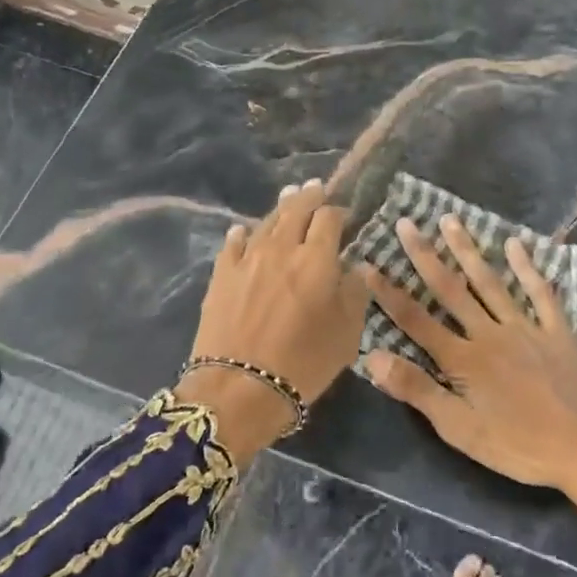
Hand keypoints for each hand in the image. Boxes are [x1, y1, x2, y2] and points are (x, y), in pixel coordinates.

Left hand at [183, 179, 368, 459]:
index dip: (338, 212)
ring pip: (266, 222)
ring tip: (288, 198)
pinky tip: (243, 231)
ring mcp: (247, 259)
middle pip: (296, 209)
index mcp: (317, 258)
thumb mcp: (347, 333)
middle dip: (309, 196)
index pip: (329, 218)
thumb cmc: (304, 363)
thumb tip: (354, 267)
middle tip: (316, 189)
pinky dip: (243, 234)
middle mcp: (282, 248)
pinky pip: (233, 244)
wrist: (239, 388)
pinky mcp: (221, 275)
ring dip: (280, 208)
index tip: (344, 216)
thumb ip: (355, 293)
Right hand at [361, 215, 576, 521]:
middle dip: (425, 256)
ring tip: (451, 220)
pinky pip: (540, 292)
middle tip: (407, 223)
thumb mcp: (460, 430)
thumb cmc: (519, 446)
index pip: (416, 320)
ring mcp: (525, 327)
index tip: (367, 265)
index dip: (389, 293)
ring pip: (490, 282)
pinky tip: (516, 244)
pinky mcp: (557, 331)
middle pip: (451, 289)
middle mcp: (489, 333)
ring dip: (468, 250)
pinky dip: (528, 267)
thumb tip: (373, 357)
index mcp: (463, 359)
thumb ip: (417, 391)